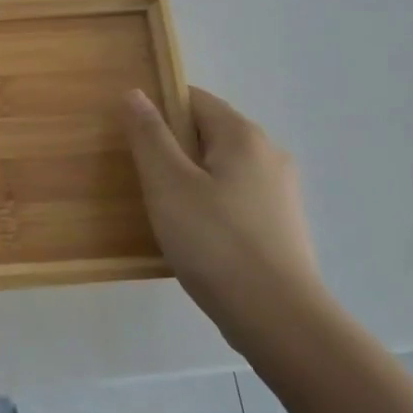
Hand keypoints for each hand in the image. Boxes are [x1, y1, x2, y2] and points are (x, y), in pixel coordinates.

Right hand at [121, 87, 327, 348]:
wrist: (278, 318)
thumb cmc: (215, 242)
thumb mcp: (168, 183)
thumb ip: (149, 135)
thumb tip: (136, 93)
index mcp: (243, 135)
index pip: (194, 99)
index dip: (158, 110)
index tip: (132, 140)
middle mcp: (269, 154)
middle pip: (208, 132)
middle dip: (172, 148)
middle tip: (141, 178)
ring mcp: (280, 192)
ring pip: (221, 168)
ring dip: (189, 179)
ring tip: (162, 209)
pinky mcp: (281, 225)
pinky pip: (235, 197)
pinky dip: (210, 204)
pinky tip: (193, 235)